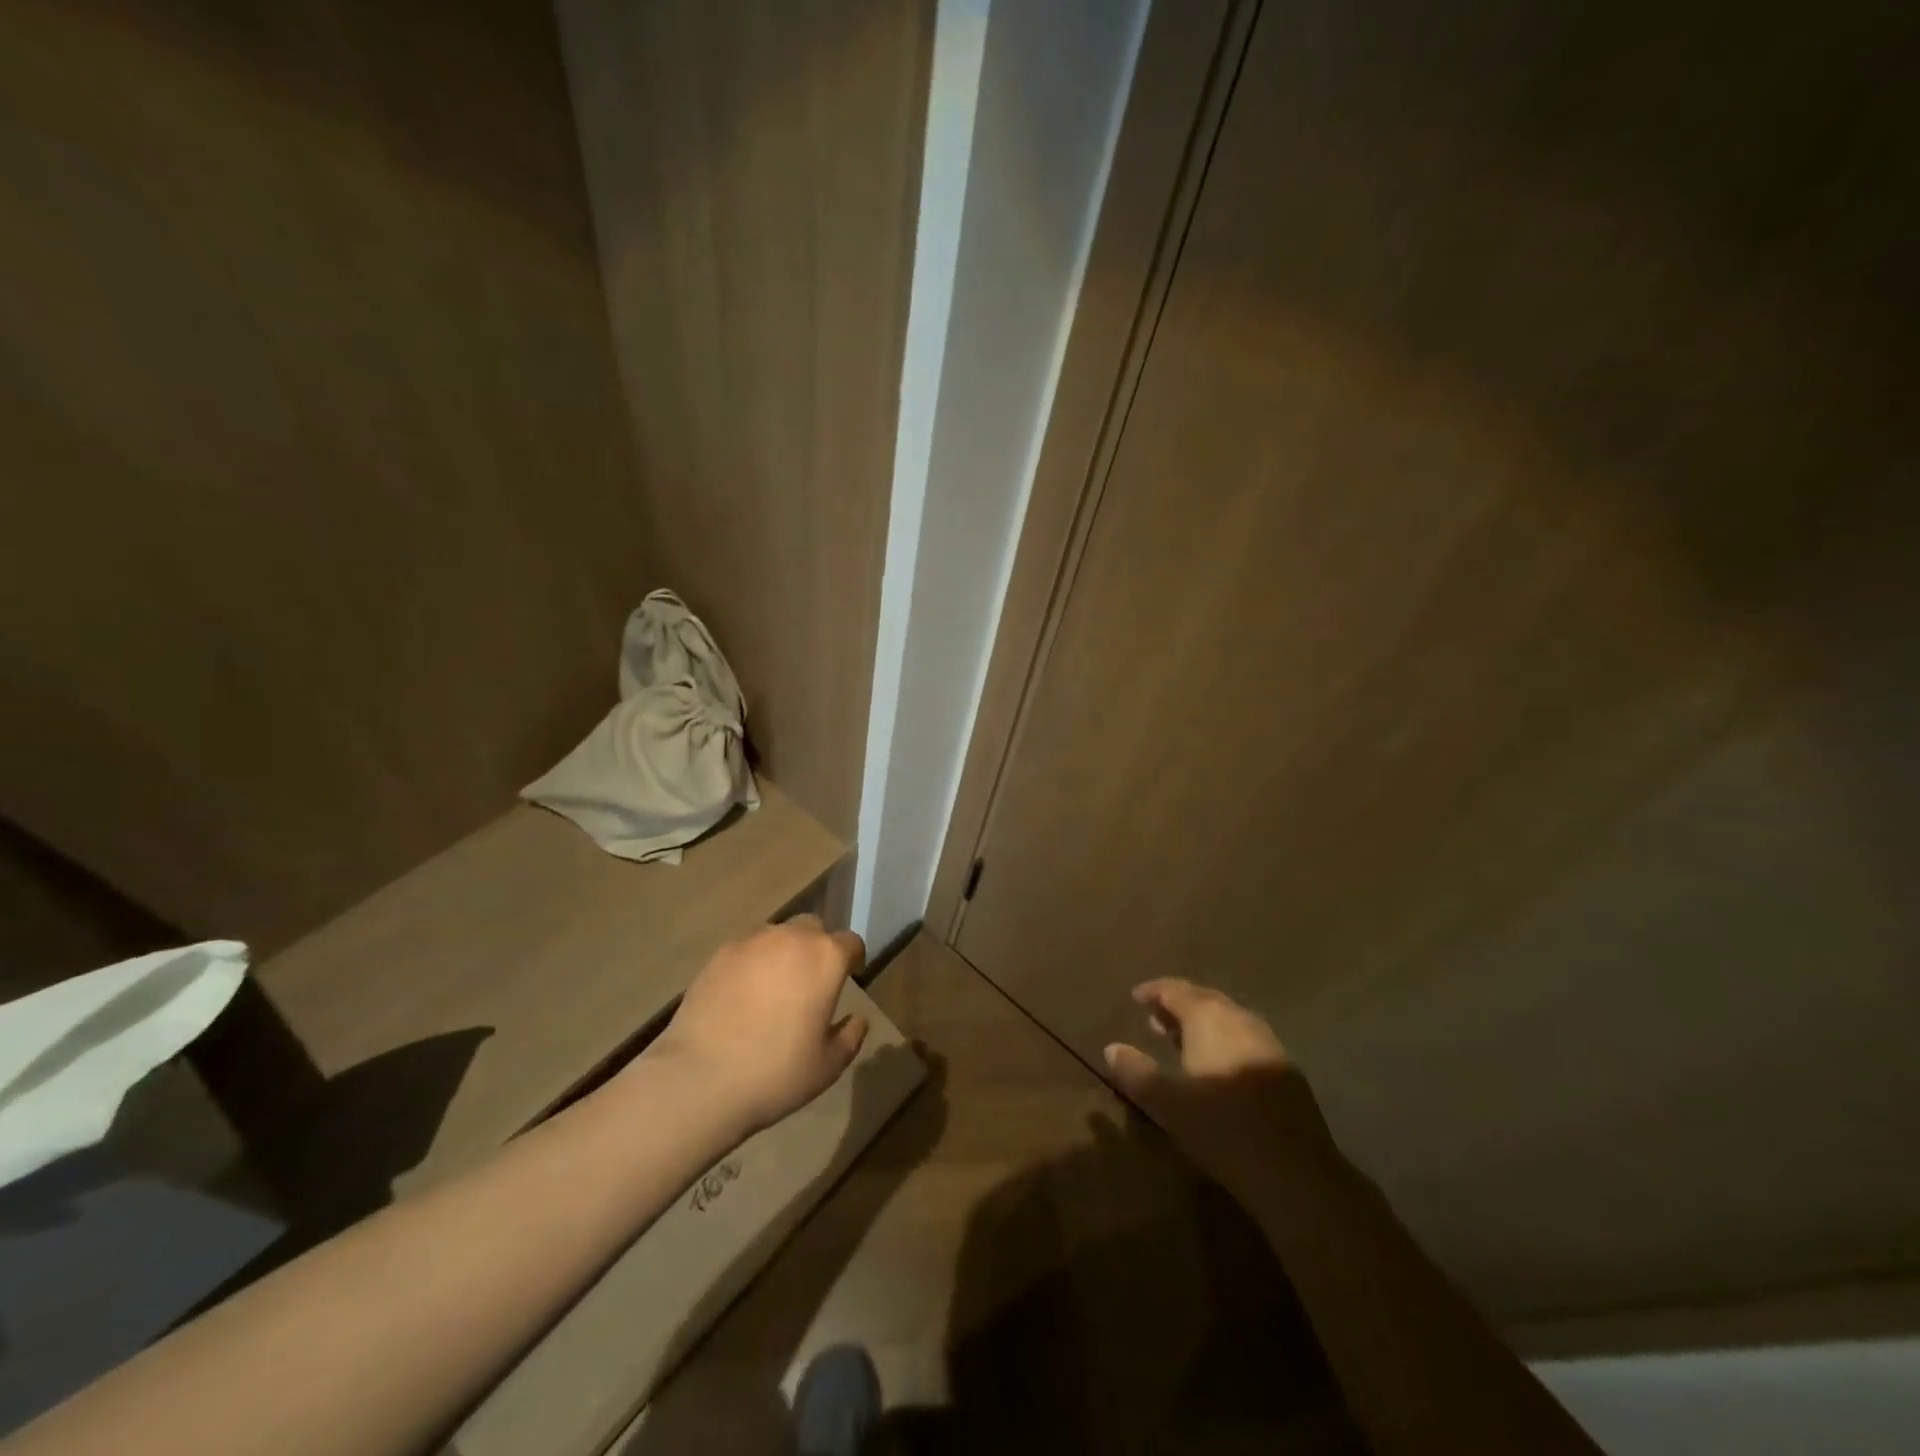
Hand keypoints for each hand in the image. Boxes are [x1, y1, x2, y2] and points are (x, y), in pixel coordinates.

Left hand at [646, 915, 868, 1133]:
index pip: (850, 942)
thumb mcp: (827, 1066)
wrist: (700, 1079)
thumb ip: (849, 1037)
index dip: (853, 958)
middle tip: (811, 981)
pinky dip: (752, 964)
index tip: (850, 976)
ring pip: (777, 935)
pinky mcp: (719, 955)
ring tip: (775, 987)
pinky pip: (746, 950)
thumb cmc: (776, 1073)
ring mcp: (751, 943)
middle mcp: (791, 938)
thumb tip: (858, 1019)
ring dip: (784, 952)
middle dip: (817, 947)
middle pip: (813, 928)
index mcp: (825, 958)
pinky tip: (743, 995)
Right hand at [1104, 979, 1342, 1196]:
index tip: (1136, 997)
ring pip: (1227, 1019)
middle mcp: (1240, 1019)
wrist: (1296, 1172)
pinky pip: (1245, 1038)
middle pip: (1204, 999)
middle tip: (1154, 1018)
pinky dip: (1223, 1040)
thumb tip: (1112, 1048)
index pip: (1176, 990)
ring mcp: (1268, 1042)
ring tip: (1180, 1041)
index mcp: (1209, 1018)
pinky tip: (1217, 1066)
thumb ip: (1137, 1072)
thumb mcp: (1167, 1103)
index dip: (1154, 991)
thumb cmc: (1221, 1128)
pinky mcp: (1286, 1069)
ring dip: (1202, 1023)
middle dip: (1178, 1005)